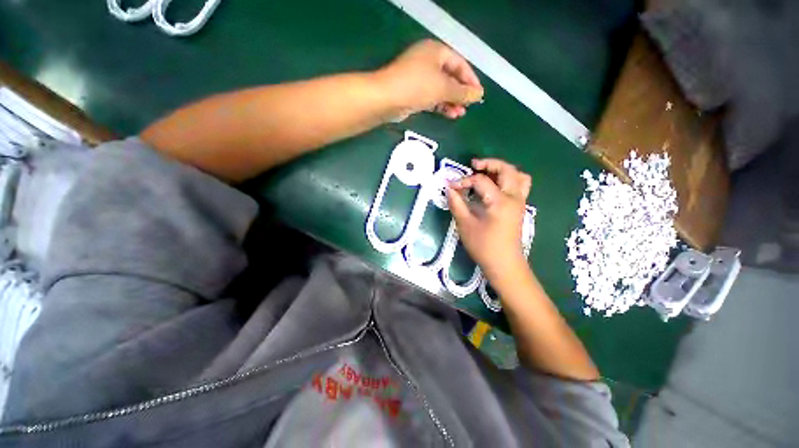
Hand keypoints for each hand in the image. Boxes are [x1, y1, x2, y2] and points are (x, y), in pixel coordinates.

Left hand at [375, 39, 483, 120]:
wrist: (387, 99)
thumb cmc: (417, 86)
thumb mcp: (443, 87)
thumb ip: (462, 92)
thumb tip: (478, 95)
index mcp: (436, 52)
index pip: (460, 63)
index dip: (470, 79)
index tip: (478, 95)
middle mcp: (428, 62)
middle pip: (450, 77)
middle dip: (460, 93)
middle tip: (469, 106)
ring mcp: (419, 79)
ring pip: (441, 90)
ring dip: (451, 102)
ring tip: (460, 114)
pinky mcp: (414, 94)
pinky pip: (432, 98)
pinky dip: (441, 106)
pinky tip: (449, 115)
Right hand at [447, 158, 531, 278]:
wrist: (504, 264)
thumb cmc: (483, 246)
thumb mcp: (465, 224)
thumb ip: (456, 204)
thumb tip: (449, 189)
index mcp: (500, 201)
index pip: (481, 181)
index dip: (464, 180)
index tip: (451, 187)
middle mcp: (514, 197)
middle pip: (506, 169)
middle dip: (489, 163)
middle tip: (473, 165)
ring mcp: (519, 201)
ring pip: (518, 175)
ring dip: (502, 169)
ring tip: (486, 173)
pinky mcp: (519, 207)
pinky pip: (520, 185)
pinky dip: (509, 179)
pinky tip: (495, 186)